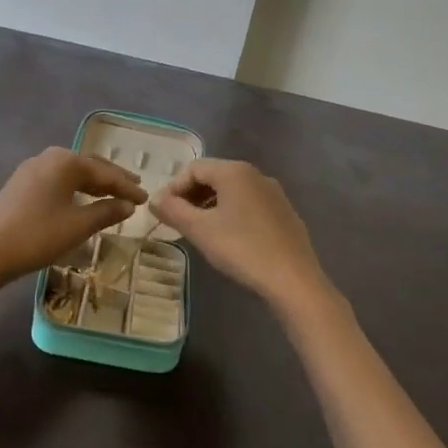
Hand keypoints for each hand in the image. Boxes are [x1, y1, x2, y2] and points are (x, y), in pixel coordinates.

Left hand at [0, 147, 147, 290]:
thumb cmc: (37, 236)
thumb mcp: (78, 226)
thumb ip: (106, 212)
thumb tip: (128, 205)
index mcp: (65, 161)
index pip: (105, 172)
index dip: (127, 186)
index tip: (146, 198)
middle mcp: (48, 157)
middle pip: (88, 166)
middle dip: (112, 179)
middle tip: (134, 188)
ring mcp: (31, 169)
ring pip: (71, 173)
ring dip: (93, 184)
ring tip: (113, 194)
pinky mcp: (20, 184)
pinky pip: (57, 181)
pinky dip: (75, 189)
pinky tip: (82, 200)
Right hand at [151, 158, 335, 315]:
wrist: (293, 279)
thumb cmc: (241, 249)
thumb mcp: (200, 230)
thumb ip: (173, 210)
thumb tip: (154, 200)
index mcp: (234, 171)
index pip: (193, 168)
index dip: (173, 188)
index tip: (162, 212)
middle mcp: (255, 174)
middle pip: (213, 176)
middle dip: (191, 196)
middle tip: (177, 221)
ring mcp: (273, 193)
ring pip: (232, 191)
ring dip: (209, 205)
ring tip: (199, 231)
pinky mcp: (284, 212)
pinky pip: (249, 204)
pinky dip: (231, 214)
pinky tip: (228, 238)